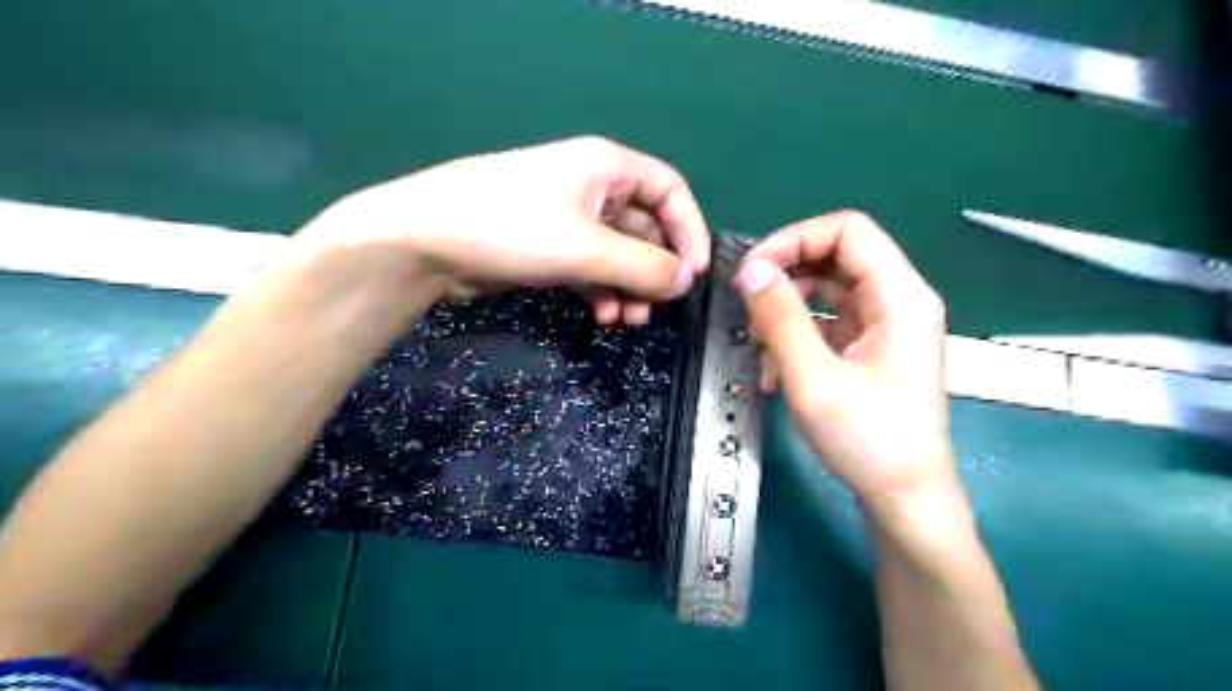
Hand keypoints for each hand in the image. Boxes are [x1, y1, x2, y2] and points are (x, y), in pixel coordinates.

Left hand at [299, 138, 713, 325]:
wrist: (425, 241)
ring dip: (628, 287)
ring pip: (617, 254)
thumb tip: (685, 281)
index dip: (689, 230)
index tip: (693, 273)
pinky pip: (590, 268)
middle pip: (644, 228)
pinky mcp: (548, 246)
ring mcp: (568, 219)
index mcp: (607, 168)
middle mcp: (592, 188)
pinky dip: (601, 291)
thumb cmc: (512, 228)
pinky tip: (602, 316)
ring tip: (627, 321)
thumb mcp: (587, 248)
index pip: (669, 191)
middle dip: (653, 271)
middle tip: (655, 308)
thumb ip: (643, 266)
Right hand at [730, 210, 950, 513]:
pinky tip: (774, 374)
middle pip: (836, 257)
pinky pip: (827, 323)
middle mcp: (898, 301)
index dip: (794, 238)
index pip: (847, 231)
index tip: (753, 269)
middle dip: (785, 276)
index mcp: (899, 296)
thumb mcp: (814, 378)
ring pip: (826, 291)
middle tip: (746, 302)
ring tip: (758, 347)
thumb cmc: (868, 440)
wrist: (904, 499)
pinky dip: (797, 338)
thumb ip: (781, 318)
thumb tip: (751, 270)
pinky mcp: (870, 349)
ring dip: (786, 312)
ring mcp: (885, 326)